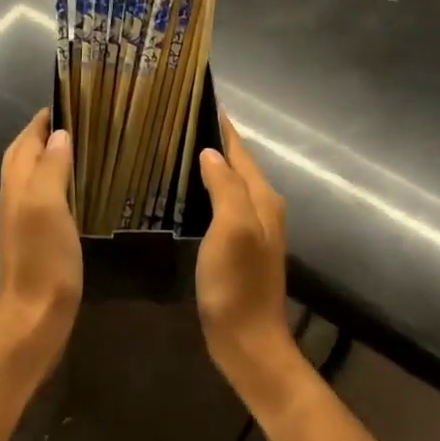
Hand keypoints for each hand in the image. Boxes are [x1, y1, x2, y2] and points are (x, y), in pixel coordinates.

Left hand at [0, 110, 81, 379]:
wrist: (34, 318)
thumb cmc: (43, 258)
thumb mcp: (49, 205)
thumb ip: (52, 167)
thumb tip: (60, 134)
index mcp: (17, 183)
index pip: (26, 138)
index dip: (43, 118)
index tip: (71, 99)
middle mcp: (14, 195)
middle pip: (24, 154)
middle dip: (44, 132)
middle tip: (76, 120)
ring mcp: (22, 218)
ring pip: (32, 174)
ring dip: (50, 155)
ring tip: (80, 146)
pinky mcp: (35, 237)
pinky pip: (44, 196)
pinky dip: (57, 181)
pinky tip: (76, 188)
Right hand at [196, 114, 301, 409]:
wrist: (248, 342)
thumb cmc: (237, 284)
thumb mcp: (231, 229)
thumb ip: (225, 187)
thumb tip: (210, 152)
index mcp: (262, 198)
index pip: (240, 149)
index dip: (221, 125)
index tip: (198, 98)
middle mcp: (263, 207)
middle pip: (237, 163)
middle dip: (213, 140)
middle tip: (177, 120)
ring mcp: (253, 228)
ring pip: (230, 183)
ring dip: (210, 164)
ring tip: (177, 147)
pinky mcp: (240, 246)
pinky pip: (223, 203)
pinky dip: (207, 189)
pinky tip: (187, 190)